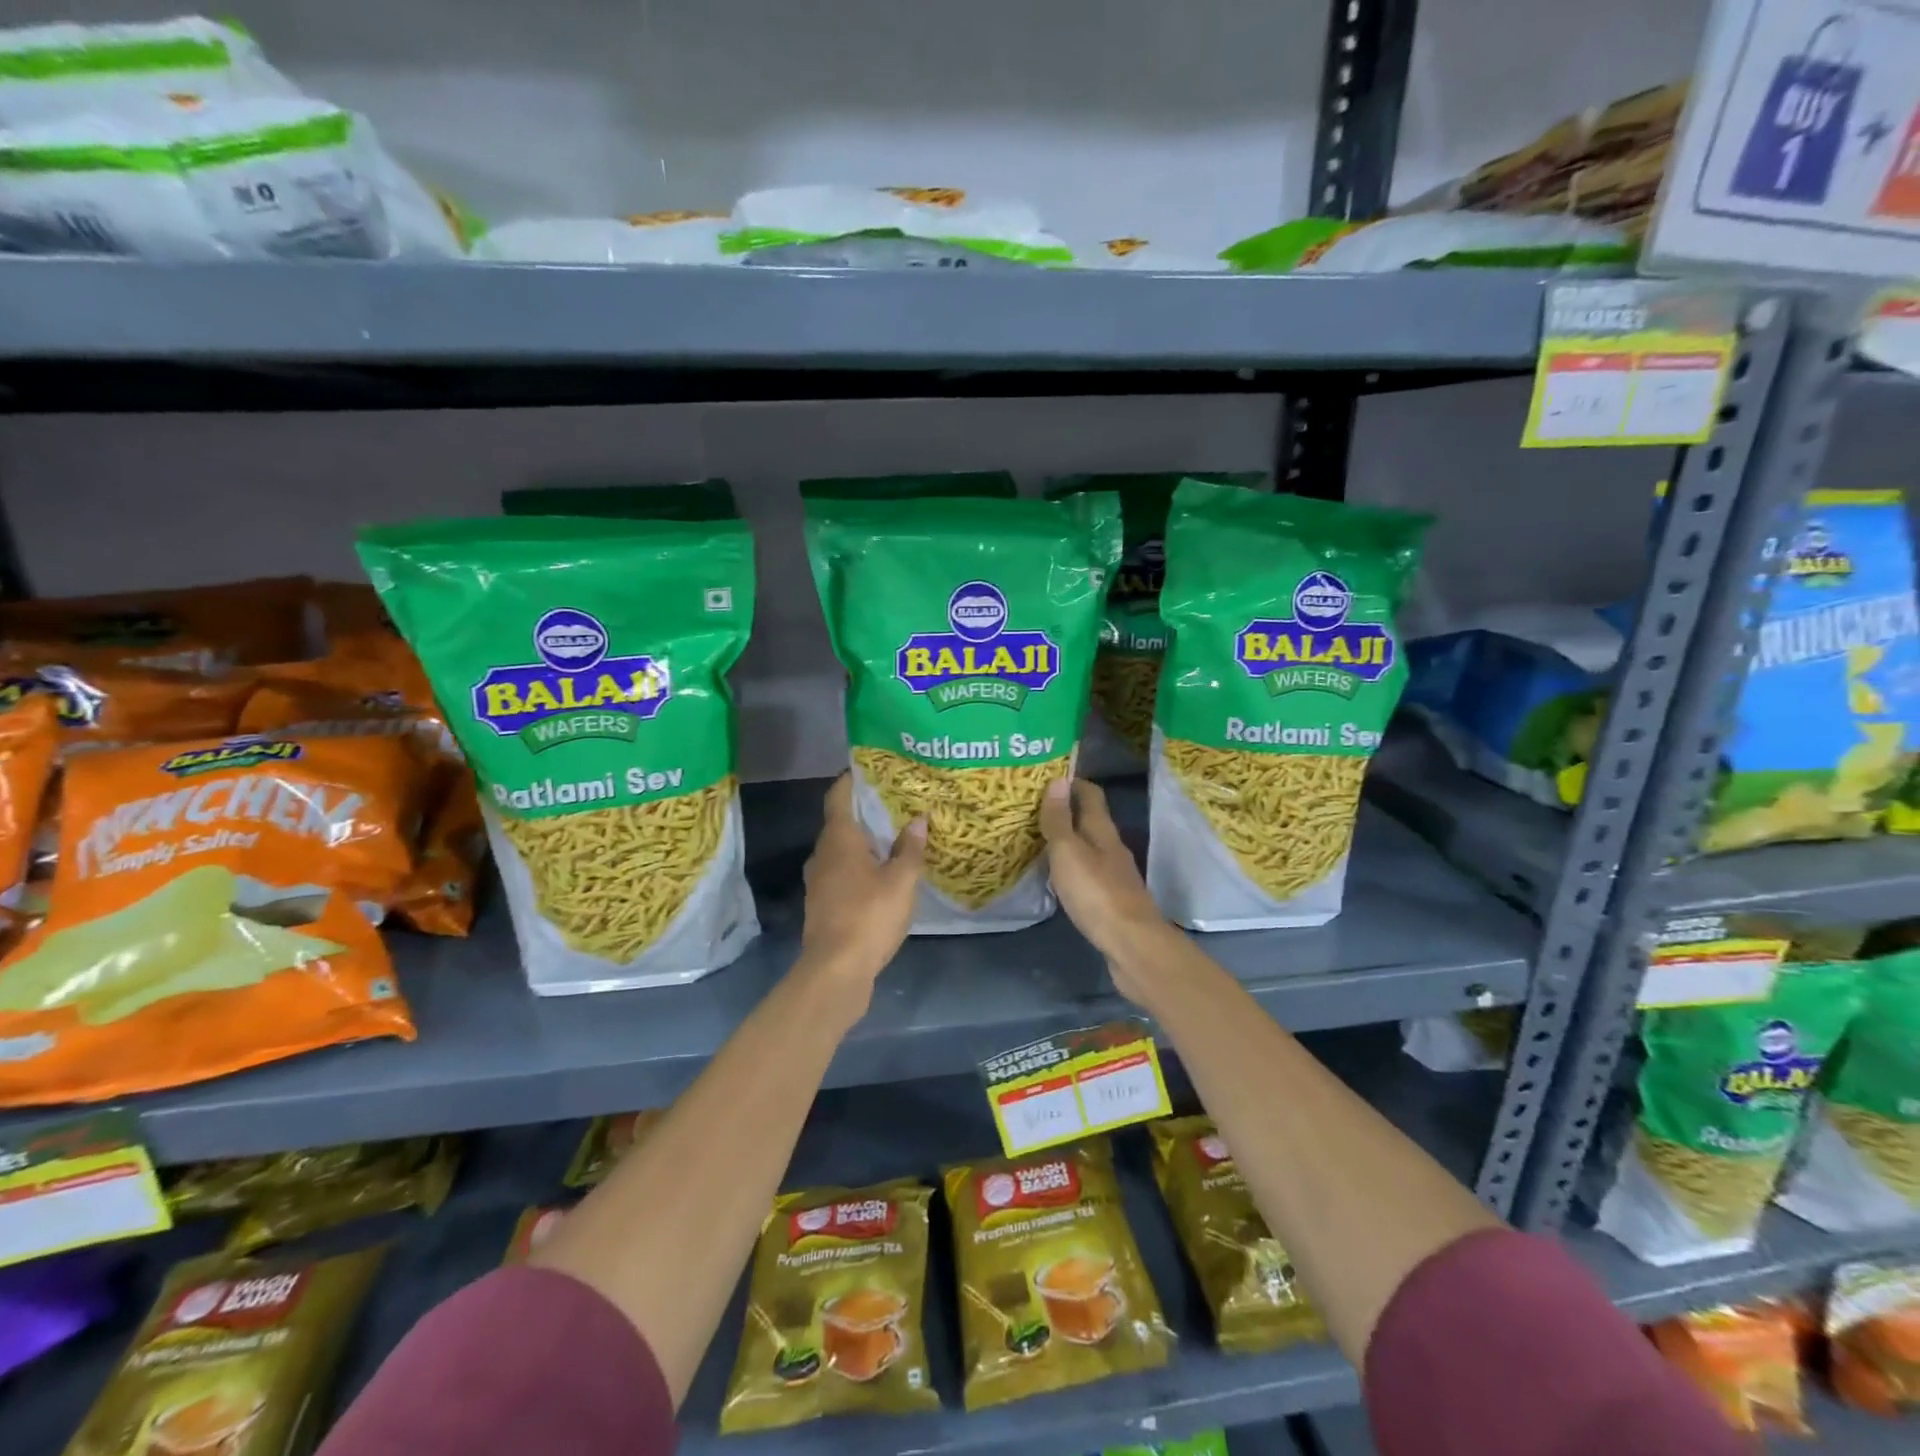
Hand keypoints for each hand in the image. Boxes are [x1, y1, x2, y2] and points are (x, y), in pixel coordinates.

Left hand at [800, 774, 925, 996]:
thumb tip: (918, 820)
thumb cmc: (868, 916)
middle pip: (839, 823)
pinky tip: (881, 875)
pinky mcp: (822, 904)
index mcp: (838, 840)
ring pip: (840, 851)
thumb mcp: (900, 881)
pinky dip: (859, 866)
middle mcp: (822, 855)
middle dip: (863, 812)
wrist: (836, 970)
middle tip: (893, 803)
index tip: (868, 769)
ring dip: (862, 842)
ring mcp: (818, 881)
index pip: (838, 797)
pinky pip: (841, 873)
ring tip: (892, 838)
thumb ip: (910, 850)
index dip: (850, 780)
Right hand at [1038, 777, 1173, 996]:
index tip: (1048, 776)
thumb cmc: (1097, 894)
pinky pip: (1089, 874)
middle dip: (1067, 811)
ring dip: (1069, 841)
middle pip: (1090, 821)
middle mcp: (1112, 849)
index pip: (1091, 795)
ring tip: (1040, 839)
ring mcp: (1115, 876)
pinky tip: (1058, 877)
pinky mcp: (1112, 901)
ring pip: (1089, 848)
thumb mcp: (1069, 852)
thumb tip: (1059, 779)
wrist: (1132, 946)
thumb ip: (1060, 820)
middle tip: (1034, 809)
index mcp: (1103, 832)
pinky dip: (1072, 868)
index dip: (1072, 783)